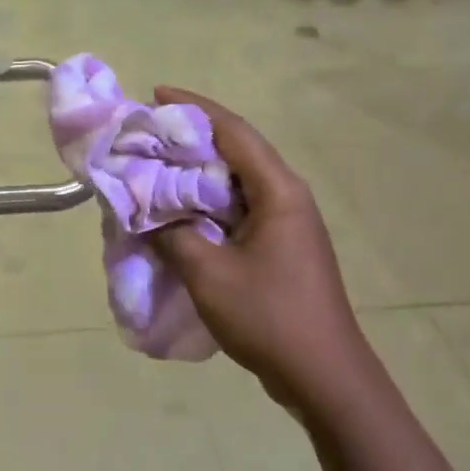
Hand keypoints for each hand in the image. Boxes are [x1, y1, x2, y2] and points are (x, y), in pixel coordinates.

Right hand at [151, 86, 366, 408]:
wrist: (323, 377)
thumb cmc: (269, 317)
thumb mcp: (208, 272)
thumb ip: (172, 233)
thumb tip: (146, 212)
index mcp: (278, 191)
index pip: (233, 131)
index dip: (193, 108)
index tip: (155, 94)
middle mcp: (287, 197)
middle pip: (236, 151)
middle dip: (190, 138)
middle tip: (145, 135)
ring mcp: (286, 223)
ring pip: (235, 182)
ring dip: (196, 173)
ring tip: (154, 169)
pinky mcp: (280, 247)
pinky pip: (238, 210)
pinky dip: (206, 203)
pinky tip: (178, 214)